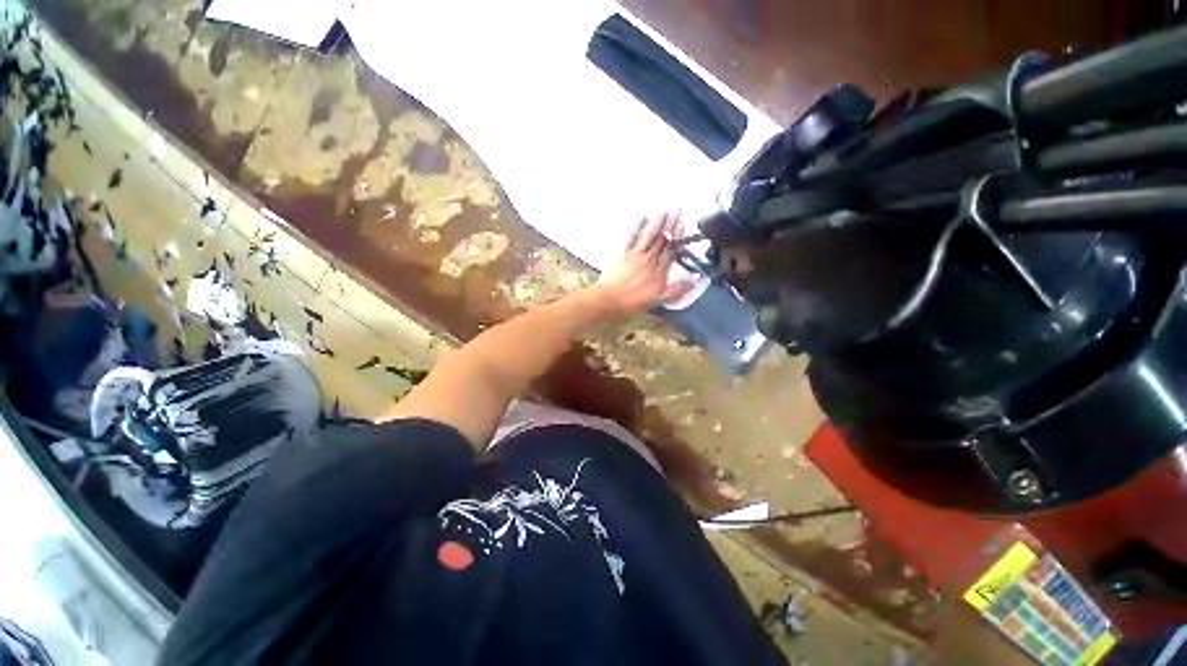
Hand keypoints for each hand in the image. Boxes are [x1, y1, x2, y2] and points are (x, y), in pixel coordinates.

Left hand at [592, 212, 694, 316]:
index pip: (671, 252)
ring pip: (650, 236)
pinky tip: (643, 215)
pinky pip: (632, 236)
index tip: (682, 226)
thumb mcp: (657, 301)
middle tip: (678, 211)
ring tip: (665, 211)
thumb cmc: (631, 304)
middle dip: (671, 226)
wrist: (610, 301)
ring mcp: (636, 255)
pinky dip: (638, 226)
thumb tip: (692, 283)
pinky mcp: (623, 253)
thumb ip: (675, 292)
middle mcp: (649, 261)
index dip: (677, 238)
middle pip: (662, 241)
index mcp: (659, 272)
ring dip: (658, 223)